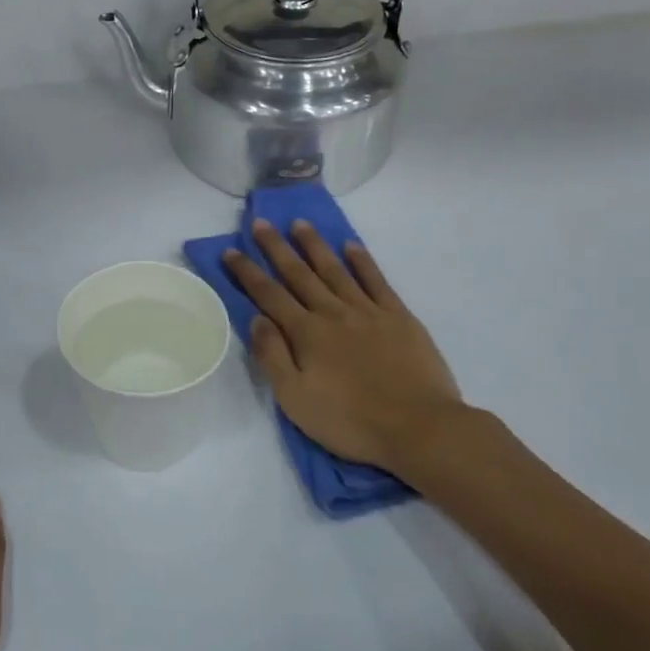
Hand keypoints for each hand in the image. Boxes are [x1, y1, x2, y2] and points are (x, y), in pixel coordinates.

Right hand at [225, 219, 474, 480]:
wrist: (419, 427)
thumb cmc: (350, 421)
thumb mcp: (296, 399)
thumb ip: (273, 356)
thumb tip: (257, 318)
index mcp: (306, 334)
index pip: (269, 295)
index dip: (248, 272)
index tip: (231, 250)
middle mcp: (333, 313)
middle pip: (299, 274)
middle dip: (276, 247)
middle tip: (261, 223)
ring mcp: (368, 311)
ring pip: (335, 269)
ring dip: (315, 245)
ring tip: (300, 223)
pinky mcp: (399, 317)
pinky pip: (376, 281)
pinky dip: (362, 261)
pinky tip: (351, 246)